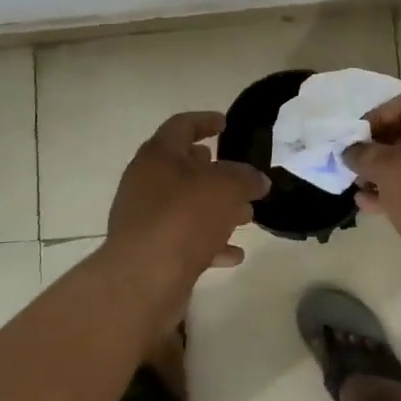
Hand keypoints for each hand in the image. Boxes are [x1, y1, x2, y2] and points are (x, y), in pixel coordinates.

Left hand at [105, 112, 270, 273]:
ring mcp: (144, 217)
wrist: (143, 279)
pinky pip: (184, 238)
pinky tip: (235, 254)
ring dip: (216, 208)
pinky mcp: (149, 250)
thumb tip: (257, 180)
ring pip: (186, 204)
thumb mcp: (226, 187)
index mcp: (158, 155)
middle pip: (182, 167)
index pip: (182, 126)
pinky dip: (209, 242)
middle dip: (214, 171)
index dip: (205, 121)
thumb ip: (246, 178)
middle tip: (239, 175)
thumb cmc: (184, 217)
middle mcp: (146, 181)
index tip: (225, 124)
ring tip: (247, 216)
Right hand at [344, 96, 400, 311]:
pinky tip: (369, 204)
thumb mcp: (389, 168)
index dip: (377, 118)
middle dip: (380, 148)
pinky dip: (400, 193)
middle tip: (354, 159)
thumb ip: (365, 154)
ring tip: (357, 183)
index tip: (352, 135)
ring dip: (387, 173)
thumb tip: (350, 151)